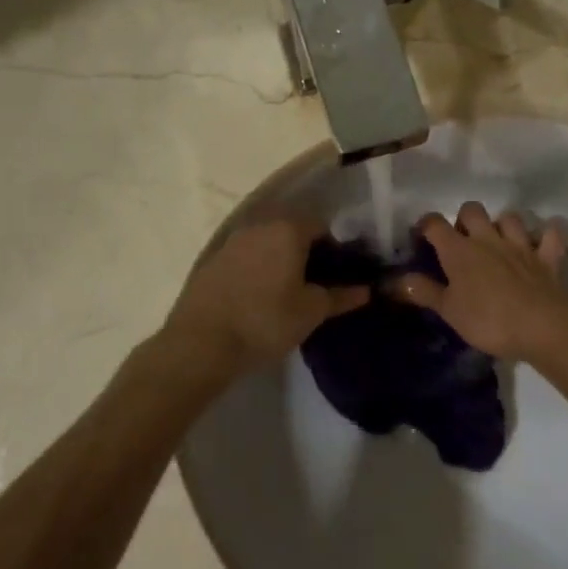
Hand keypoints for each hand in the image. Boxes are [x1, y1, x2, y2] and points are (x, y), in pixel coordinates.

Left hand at [163, 218, 368, 376]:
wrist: (202, 343)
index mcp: (288, 230)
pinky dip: (257, 267)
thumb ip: (340, 297)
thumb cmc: (266, 322)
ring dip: (280, 257)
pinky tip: (258, 294)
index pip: (322, 226)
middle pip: (292, 229)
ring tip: (287, 290)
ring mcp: (232, 240)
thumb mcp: (311, 312)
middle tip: (315, 282)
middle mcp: (260, 225)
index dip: (335, 247)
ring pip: (267, 241)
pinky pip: (246, 255)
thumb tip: (365, 290)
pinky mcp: (213, 259)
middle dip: (306, 250)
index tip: (338, 273)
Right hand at [394, 203, 567, 362]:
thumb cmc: (488, 321)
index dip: (426, 225)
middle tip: (462, 241)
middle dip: (464, 219)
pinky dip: (544, 237)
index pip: (435, 224)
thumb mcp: (449, 311)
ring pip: (509, 217)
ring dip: (502, 225)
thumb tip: (396, 280)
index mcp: (459, 250)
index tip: (422, 237)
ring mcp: (521, 245)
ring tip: (498, 241)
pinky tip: (540, 244)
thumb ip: (424, 292)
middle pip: (472, 210)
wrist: (542, 327)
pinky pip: (549, 236)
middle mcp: (488, 239)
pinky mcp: (547, 258)